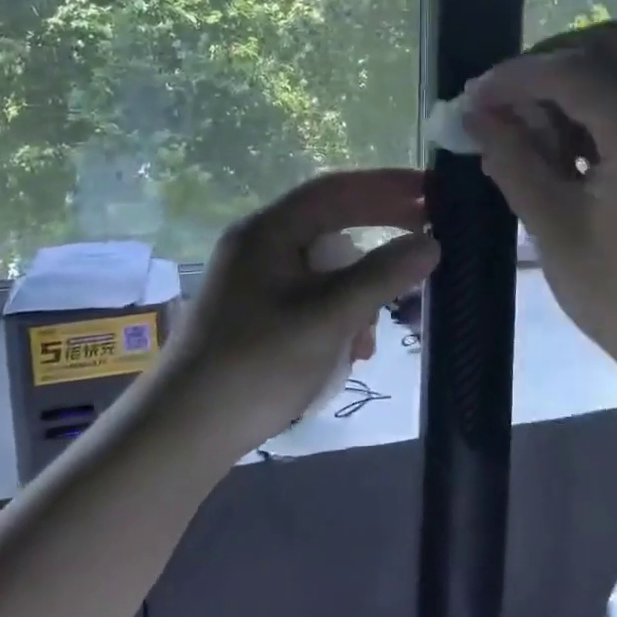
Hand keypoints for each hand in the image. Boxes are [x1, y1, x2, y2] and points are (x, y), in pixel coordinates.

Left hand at [156, 169, 439, 455]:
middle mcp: (260, 243)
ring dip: (360, 287)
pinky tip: (353, 348)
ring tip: (379, 326)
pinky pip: (311, 294)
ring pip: (325, 265)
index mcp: (268, 230)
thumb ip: (381, 275)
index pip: (336, 190)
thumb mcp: (328, 317)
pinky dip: (339, 312)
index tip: (431, 191)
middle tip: (430, 234)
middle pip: (331, 223)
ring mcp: (256, 278)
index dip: (387, 186)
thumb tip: (431, 242)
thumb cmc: (257, 364)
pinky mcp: (258, 311)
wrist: (185, 431)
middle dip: (379, 234)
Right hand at [466, 22, 616, 411]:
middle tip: (503, 104)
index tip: (472, 99)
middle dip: (545, 65)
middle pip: (605, 45)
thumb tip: (473, 115)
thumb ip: (512, 160)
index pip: (572, 70)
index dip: (514, 76)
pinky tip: (560, 146)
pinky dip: (590, 103)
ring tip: (527, 131)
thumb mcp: (555, 230)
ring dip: (567, 82)